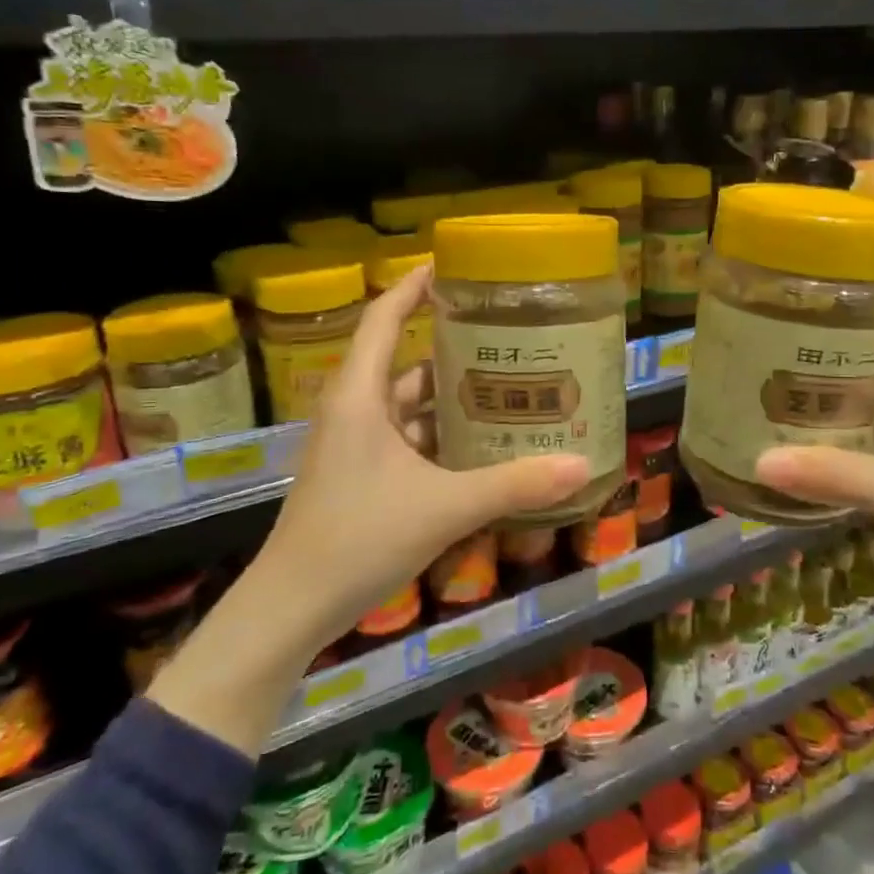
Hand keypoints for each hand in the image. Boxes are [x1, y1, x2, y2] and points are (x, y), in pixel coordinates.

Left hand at [151, 267, 588, 754]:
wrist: (292, 606)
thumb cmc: (358, 538)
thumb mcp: (445, 507)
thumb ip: (514, 485)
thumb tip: (581, 466)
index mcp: (360, 395)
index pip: (384, 317)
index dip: (415, 285)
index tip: (455, 267)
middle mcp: (355, 409)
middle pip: (407, 361)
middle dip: (455, 350)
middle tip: (509, 339)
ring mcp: (356, 445)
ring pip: (410, 405)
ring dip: (452, 399)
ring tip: (508, 390)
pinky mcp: (361, 475)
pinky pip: (408, 440)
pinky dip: (442, 437)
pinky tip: (482, 447)